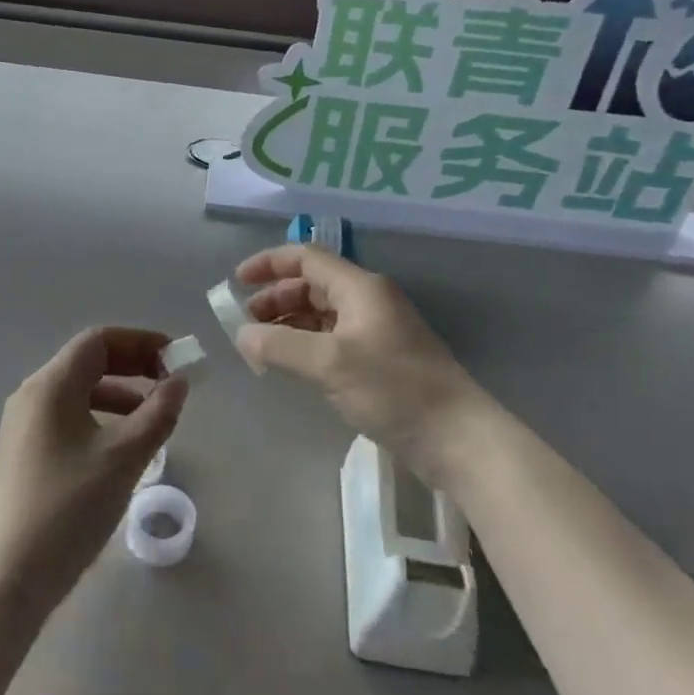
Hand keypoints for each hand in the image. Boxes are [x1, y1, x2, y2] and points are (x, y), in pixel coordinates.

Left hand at [0, 328, 186, 613]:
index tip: (175, 359)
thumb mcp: (124, 457)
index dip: (141, 342)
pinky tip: (122, 447)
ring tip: (153, 417)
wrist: (11, 577)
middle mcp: (32, 395)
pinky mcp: (25, 453)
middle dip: (133, 366)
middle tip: (170, 383)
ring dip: (120, 394)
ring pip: (79, 392)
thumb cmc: (70, 507)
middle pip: (88, 362)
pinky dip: (101, 417)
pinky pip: (69, 417)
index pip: (99, 341)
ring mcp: (24, 425)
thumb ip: (158, 413)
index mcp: (50, 385)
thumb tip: (179, 382)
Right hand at [235, 246, 489, 481]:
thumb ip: (280, 346)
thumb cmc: (394, 389)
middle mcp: (368, 300)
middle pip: (312, 284)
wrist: (456, 437)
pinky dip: (306, 344)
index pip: (306, 258)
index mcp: (360, 287)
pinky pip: (333, 338)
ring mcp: (375, 330)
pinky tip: (291, 364)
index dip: (268, 264)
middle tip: (246, 324)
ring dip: (289, 323)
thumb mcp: (330, 364)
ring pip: (322, 313)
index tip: (237, 282)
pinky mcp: (380, 359)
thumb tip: (242, 335)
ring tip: (261, 347)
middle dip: (275, 298)